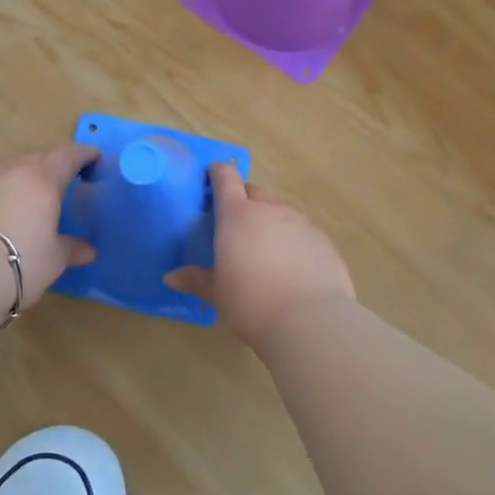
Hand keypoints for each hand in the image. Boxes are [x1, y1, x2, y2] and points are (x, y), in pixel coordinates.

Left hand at [0, 144, 98, 310]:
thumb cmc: (20, 263)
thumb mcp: (53, 259)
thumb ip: (70, 248)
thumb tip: (88, 251)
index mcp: (42, 179)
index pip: (67, 156)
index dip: (83, 155)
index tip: (93, 157)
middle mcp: (12, 171)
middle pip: (37, 158)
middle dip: (52, 165)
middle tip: (62, 180)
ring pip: (9, 169)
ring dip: (22, 177)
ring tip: (29, 196)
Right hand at [166, 164, 354, 343]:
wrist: (309, 321)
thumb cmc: (251, 303)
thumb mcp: (218, 294)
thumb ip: (196, 280)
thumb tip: (171, 278)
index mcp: (237, 216)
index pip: (225, 179)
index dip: (218, 173)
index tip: (212, 176)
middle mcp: (270, 210)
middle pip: (254, 192)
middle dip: (243, 200)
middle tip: (235, 224)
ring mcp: (300, 222)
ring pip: (281, 210)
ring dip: (270, 220)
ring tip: (265, 248)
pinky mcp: (323, 240)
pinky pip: (303, 231)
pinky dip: (294, 239)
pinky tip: (293, 265)